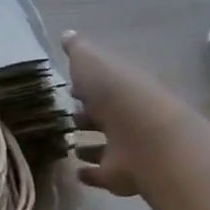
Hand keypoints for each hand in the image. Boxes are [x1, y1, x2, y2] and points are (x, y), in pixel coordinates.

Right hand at [63, 31, 179, 196]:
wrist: (144, 137)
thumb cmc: (115, 92)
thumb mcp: (91, 60)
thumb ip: (78, 49)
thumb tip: (67, 35)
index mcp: (121, 86)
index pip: (102, 84)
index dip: (86, 85)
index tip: (68, 87)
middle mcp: (126, 115)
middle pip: (104, 115)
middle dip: (87, 115)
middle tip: (65, 117)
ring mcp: (125, 147)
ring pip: (104, 145)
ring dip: (88, 146)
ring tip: (67, 145)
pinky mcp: (120, 175)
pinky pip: (101, 174)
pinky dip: (89, 173)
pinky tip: (75, 172)